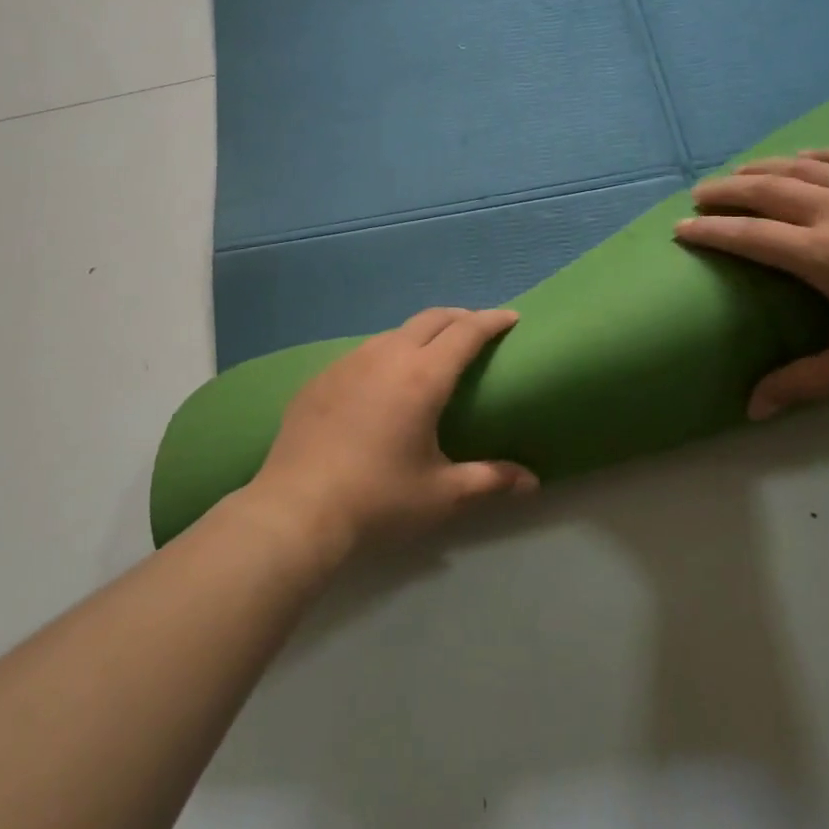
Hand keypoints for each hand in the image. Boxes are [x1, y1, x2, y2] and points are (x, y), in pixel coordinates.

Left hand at [242, 308, 538, 558]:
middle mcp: (386, 356)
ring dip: (420, 335)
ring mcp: (348, 363)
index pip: (466, 332)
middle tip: (477, 330)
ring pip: (393, 333)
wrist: (296, 510)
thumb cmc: (378, 500)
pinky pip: (362, 354)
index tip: (510, 317)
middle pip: (431, 319)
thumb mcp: (441, 494)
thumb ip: (490, 480)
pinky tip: (381, 383)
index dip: (492, 320)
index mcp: (422, 377)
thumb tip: (532, 482)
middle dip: (459, 317)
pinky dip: (385, 355)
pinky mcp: (320, 378)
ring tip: (430, 356)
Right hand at [676, 149, 828, 417]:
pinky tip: (802, 157)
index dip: (710, 231)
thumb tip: (751, 410)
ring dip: (763, 168)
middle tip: (698, 194)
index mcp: (823, 256)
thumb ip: (799, 384)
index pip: (749, 236)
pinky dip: (816, 155)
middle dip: (725, 191)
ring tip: (739, 174)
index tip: (680, 228)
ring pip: (803, 167)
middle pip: (767, 191)